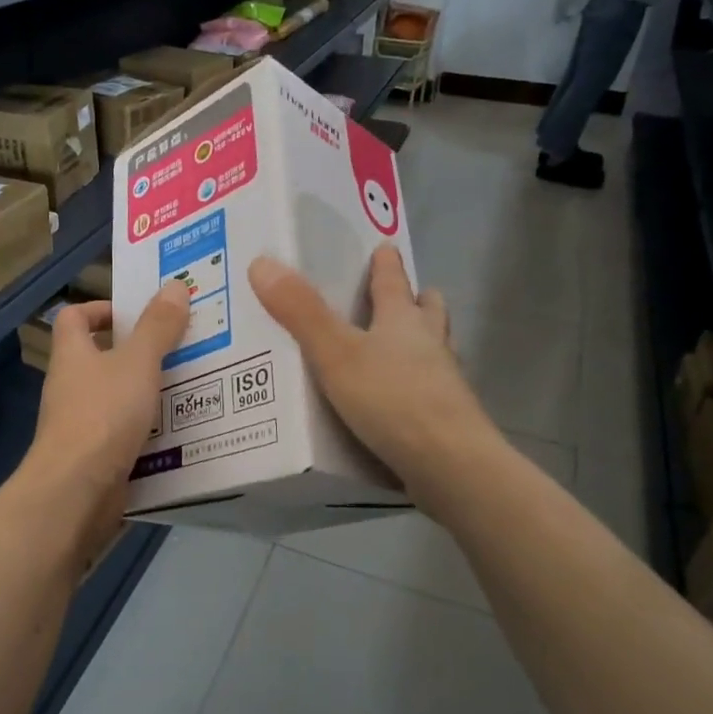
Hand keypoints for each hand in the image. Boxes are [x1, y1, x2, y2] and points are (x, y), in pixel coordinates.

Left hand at [20, 285, 188, 567]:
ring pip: (117, 399)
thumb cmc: (103, 415)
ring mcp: (80, 425)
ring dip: (149, 394)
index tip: (137, 313)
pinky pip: (125, 435)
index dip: (100, 309)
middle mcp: (70, 387)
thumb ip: (157, 326)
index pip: (74, 318)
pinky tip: (183, 433)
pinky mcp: (95, 458)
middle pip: (101, 359)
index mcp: (72, 355)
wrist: (76, 493)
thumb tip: (174, 285)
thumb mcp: (138, 363)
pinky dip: (149, 432)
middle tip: (183, 348)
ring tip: (194, 388)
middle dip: (140, 353)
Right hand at [248, 248, 496, 514]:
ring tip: (400, 347)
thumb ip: (300, 312)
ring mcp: (444, 384)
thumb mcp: (335, 353)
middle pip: (428, 312)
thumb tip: (262, 262)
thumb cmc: (392, 399)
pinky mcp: (446, 420)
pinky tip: (398, 403)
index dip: (386, 264)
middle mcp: (430, 345)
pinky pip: (431, 391)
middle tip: (402, 297)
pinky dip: (417, 387)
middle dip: (416, 300)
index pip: (393, 282)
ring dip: (422, 342)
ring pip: (436, 350)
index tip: (384, 247)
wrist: (450, 466)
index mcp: (403, 321)